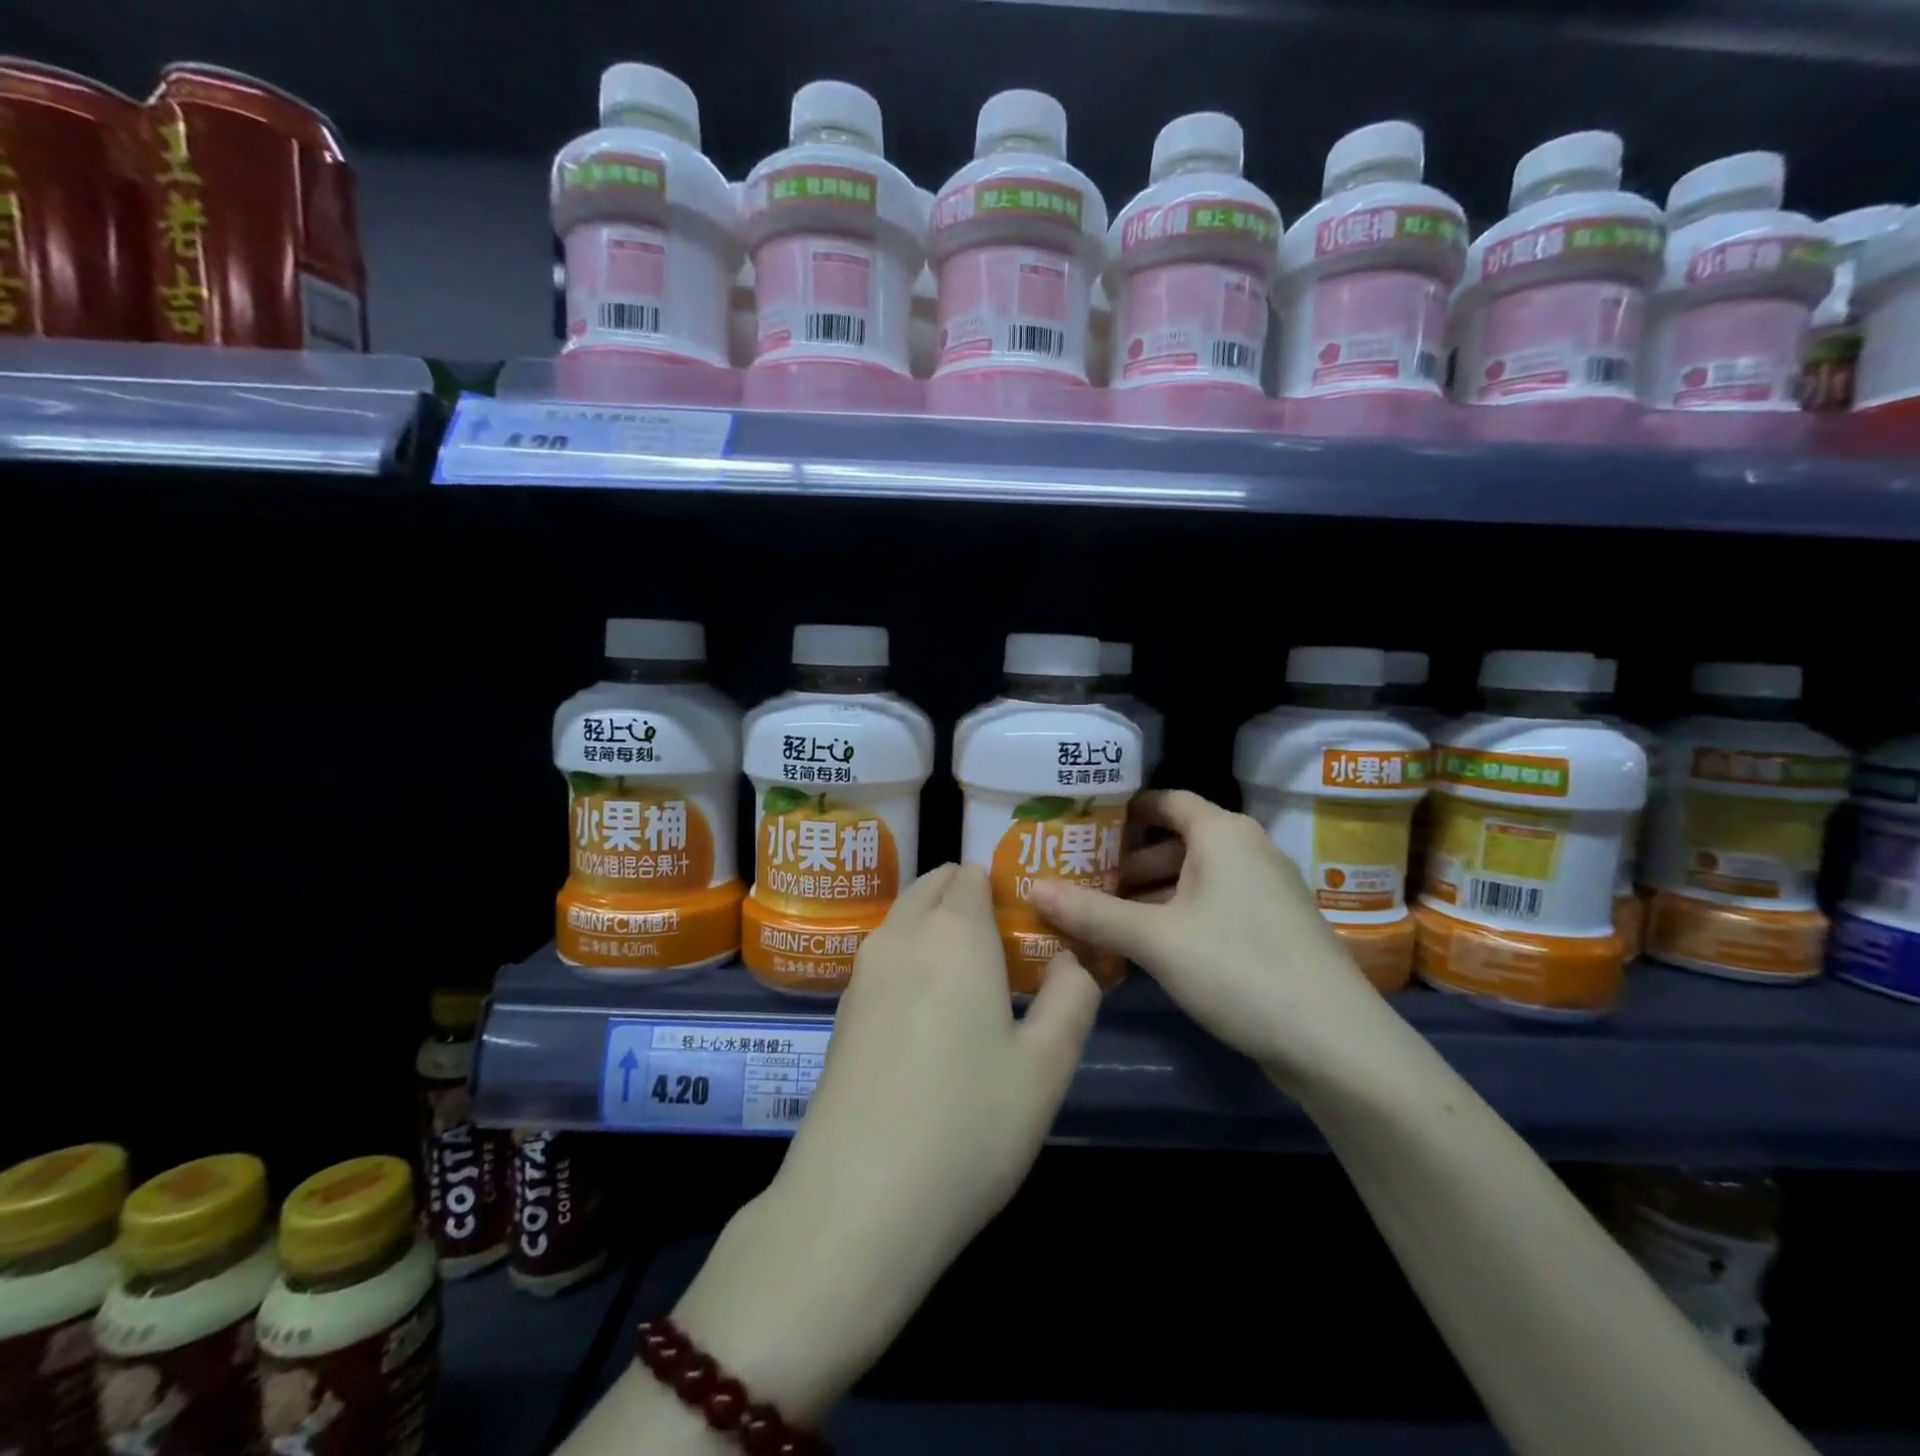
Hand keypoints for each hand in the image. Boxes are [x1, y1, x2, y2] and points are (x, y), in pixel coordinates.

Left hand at [784, 860, 1099, 1273]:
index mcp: (954, 932)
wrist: (856, 1200)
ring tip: (976, 980)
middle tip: (1008, 947)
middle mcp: (902, 935)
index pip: (974, 874)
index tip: (1032, 922)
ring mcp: (862, 972)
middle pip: (934, 886)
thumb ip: (1072, 996)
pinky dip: (911, 958)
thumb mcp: (1047, 1066)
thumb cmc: (968, 1125)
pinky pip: (884, 957)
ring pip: (905, 919)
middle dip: (969, 898)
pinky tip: (931, 1015)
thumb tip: (1070, 960)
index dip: (1005, 886)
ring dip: (937, 927)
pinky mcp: (841, 1011)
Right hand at [1029, 790, 1392, 1082]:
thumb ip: (1092, 912)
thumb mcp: (1155, 939)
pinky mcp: (1272, 928)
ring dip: (1150, 893)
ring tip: (1103, 917)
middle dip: (1127, 861)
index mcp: (1223, 833)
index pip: (1165, 800)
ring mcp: (1265, 891)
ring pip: (1194, 877)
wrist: (1334, 1042)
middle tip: (1079, 880)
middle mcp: (1247, 850)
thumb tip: (1032, 888)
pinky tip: (1147, 946)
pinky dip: (1177, 915)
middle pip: (1176, 840)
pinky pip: (1212, 905)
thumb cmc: (1238, 968)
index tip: (1080, 828)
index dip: (1122, 811)